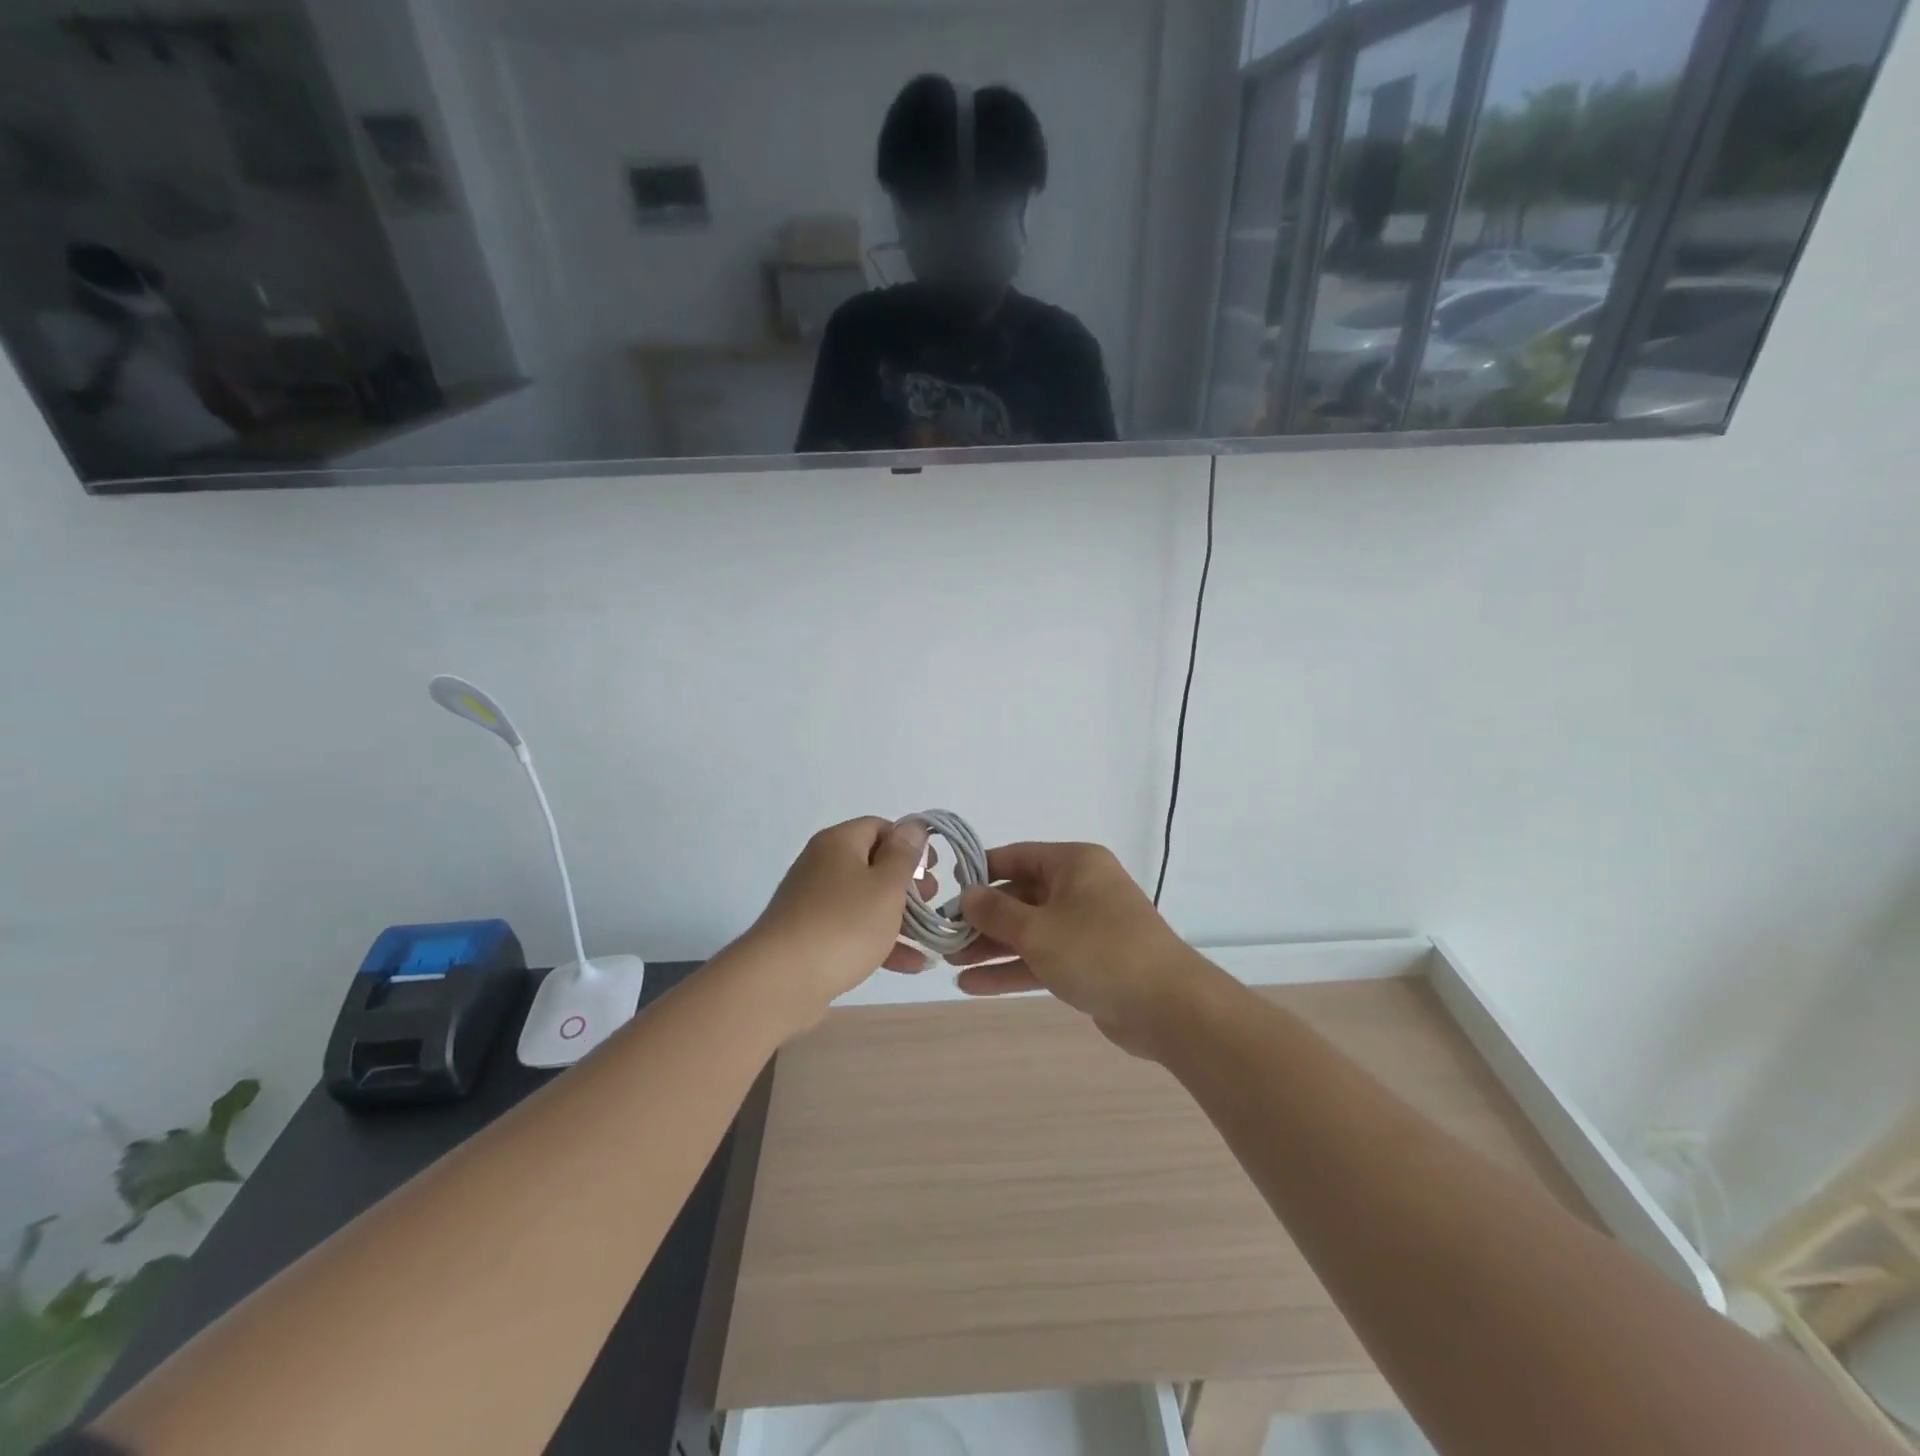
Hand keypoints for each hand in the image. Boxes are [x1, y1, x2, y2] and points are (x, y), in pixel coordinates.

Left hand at [734, 817, 933, 1029]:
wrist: (780, 982)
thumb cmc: (843, 925)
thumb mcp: (886, 887)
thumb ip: (904, 855)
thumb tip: (913, 825)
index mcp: (839, 843)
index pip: (880, 827)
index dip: (909, 844)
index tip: (932, 869)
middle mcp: (823, 866)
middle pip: (873, 865)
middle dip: (908, 885)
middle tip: (933, 903)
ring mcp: (814, 903)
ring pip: (866, 901)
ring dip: (900, 918)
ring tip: (930, 938)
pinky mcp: (811, 937)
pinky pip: (853, 930)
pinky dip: (881, 941)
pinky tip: (913, 965)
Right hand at [956, 842, 1213, 1059]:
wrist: (1166, 1006)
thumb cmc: (1097, 951)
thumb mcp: (1037, 929)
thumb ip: (996, 912)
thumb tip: (967, 895)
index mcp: (1074, 864)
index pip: (1016, 857)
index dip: (980, 872)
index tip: (946, 890)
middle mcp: (1080, 888)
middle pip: (1020, 896)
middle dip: (982, 918)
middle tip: (944, 936)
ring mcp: (1086, 927)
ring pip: (1029, 931)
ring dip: (992, 947)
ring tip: (951, 963)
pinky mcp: (1088, 962)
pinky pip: (1043, 958)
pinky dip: (1013, 969)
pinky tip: (974, 986)